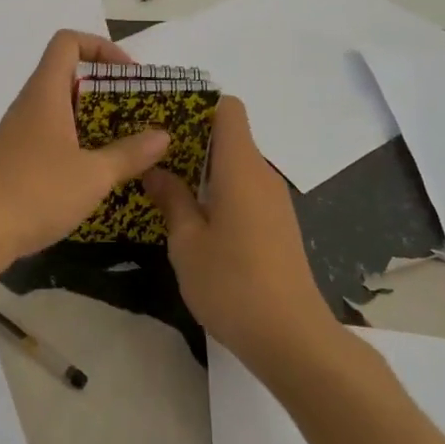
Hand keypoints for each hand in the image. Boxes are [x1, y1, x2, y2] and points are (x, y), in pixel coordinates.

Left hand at [0, 31, 170, 270]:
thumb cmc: (36, 192)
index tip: (129, 75)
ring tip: (124, 142)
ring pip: (59, 107)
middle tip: (136, 112)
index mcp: (45, 92)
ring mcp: (19, 131)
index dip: (101, 46)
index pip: (67, 42)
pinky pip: (51, 133)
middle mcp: (30, 103)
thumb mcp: (93, 175)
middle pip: (67, 73)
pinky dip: (76, 140)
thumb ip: (130, 153)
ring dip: (92, 117)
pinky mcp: (15, 157)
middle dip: (105, 87)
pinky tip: (94, 170)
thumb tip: (163, 135)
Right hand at [144, 97, 335, 370]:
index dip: (198, 105)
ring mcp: (274, 201)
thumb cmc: (233, 284)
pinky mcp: (278, 225)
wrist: (293, 339)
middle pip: (230, 135)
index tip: (164, 119)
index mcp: (241, 167)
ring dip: (204, 169)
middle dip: (191, 139)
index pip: (228, 109)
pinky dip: (220, 191)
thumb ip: (171, 199)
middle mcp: (262, 174)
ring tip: (165, 184)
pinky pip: (245, 189)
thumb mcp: (187, 243)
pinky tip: (195, 218)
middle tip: (151, 154)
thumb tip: (155, 170)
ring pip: (236, 165)